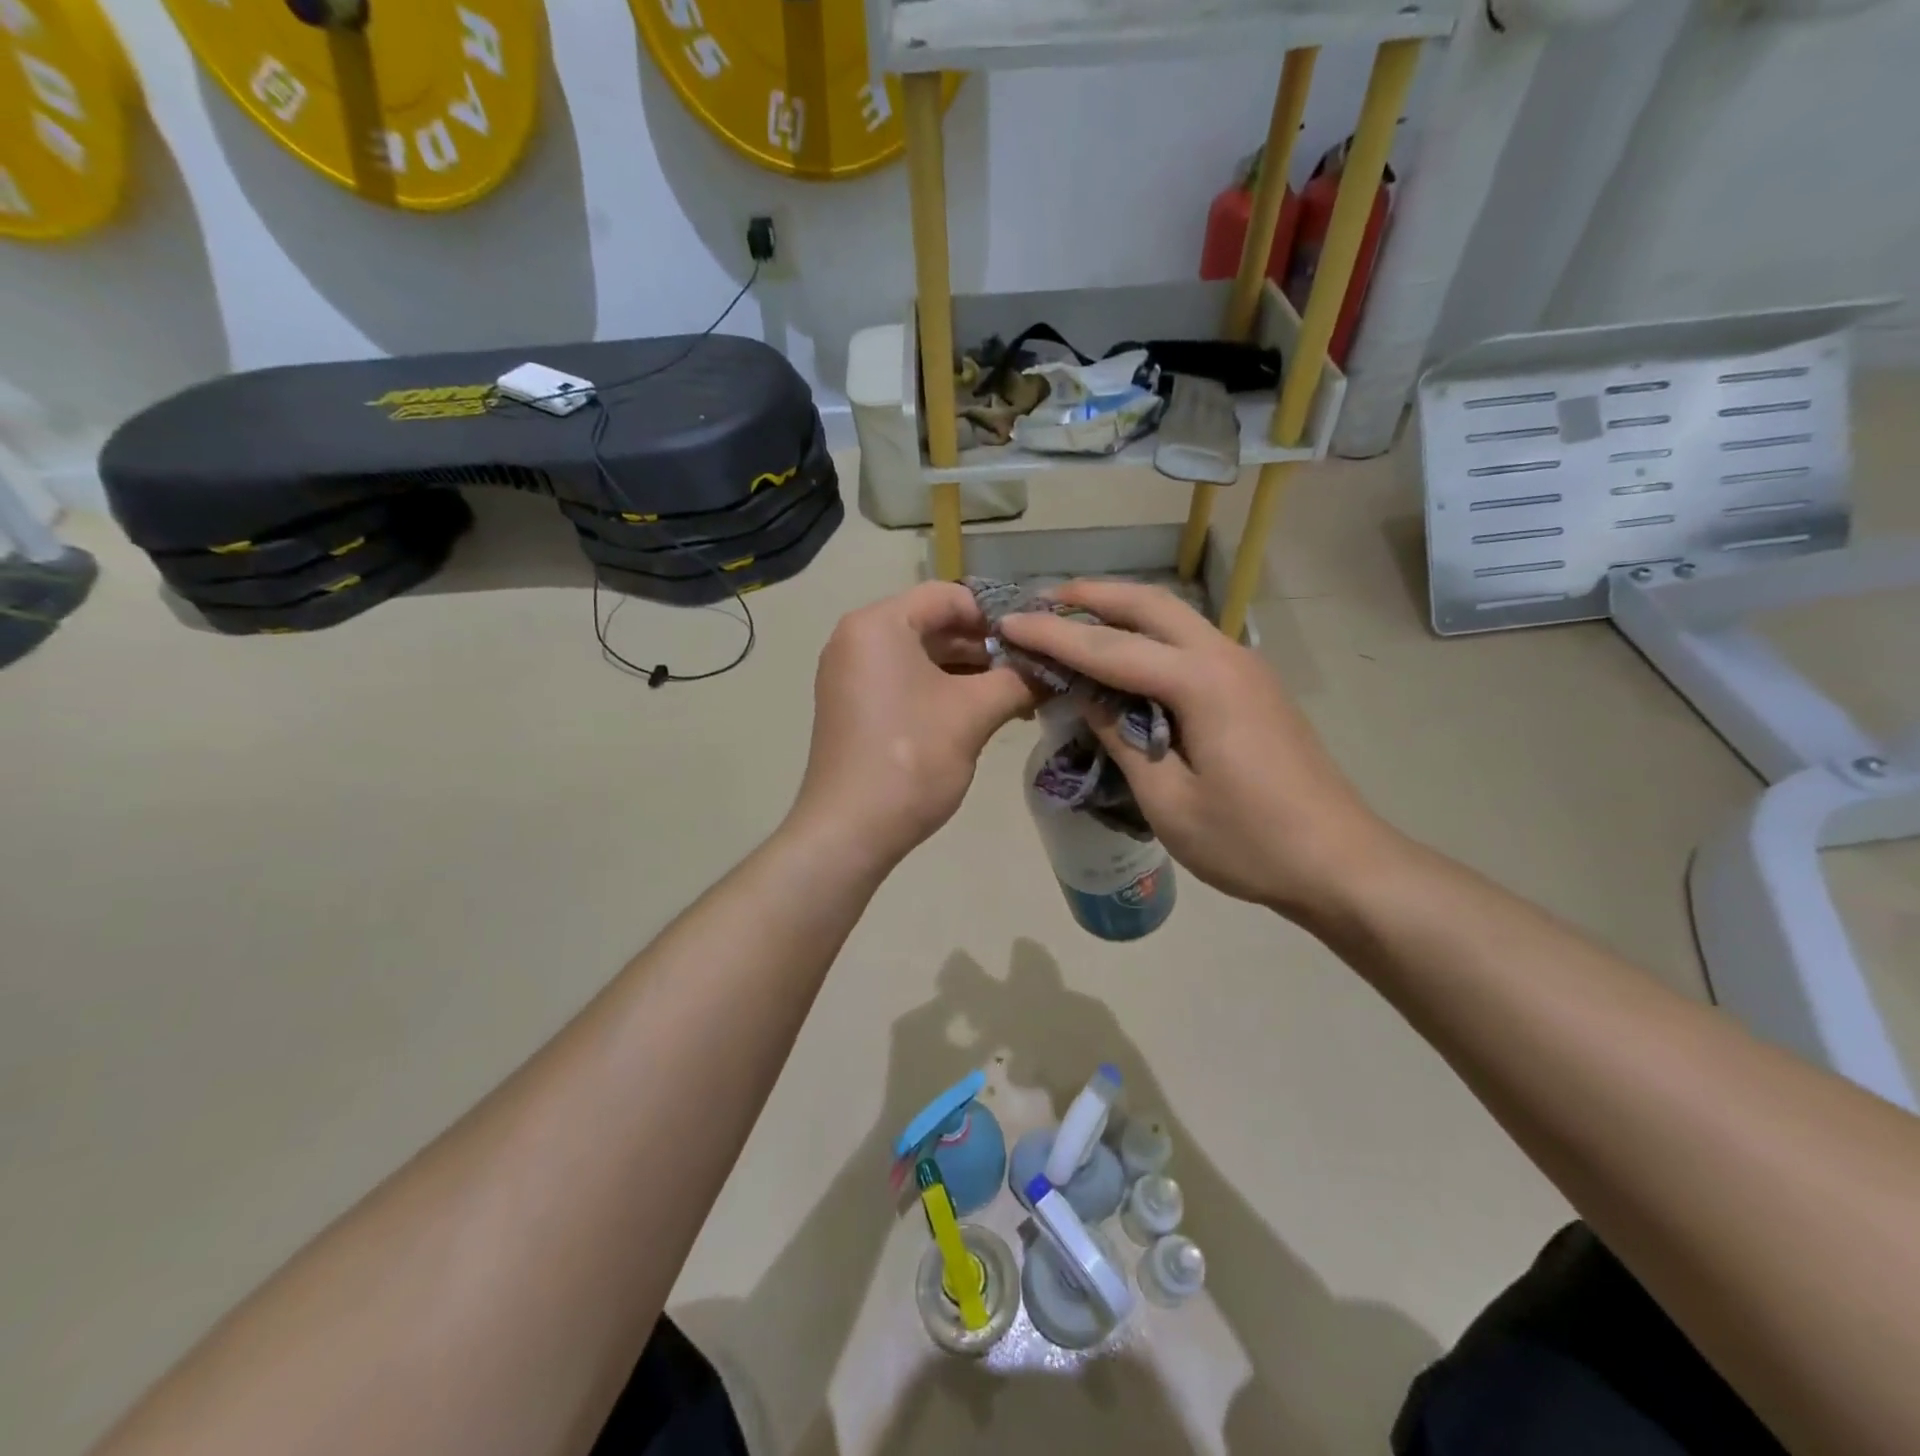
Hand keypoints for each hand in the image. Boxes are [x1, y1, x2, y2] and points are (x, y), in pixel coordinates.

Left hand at [791, 581, 1036, 870]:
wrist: (850, 830)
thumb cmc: (911, 759)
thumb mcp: (973, 714)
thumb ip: (1018, 681)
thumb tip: (1054, 669)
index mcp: (879, 624)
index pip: (949, 596)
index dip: (997, 614)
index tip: (1036, 638)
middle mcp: (858, 638)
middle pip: (935, 624)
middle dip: (987, 646)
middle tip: (1034, 668)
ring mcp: (852, 674)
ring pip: (923, 656)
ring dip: (970, 671)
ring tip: (1019, 693)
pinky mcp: (855, 705)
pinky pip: (906, 681)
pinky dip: (944, 690)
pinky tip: (984, 710)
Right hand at [997, 580, 1399, 919]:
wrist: (1340, 862)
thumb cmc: (1249, 841)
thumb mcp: (1167, 800)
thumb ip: (1121, 738)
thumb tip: (1087, 696)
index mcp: (1201, 682)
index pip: (1110, 647)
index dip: (1053, 635)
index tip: (1007, 623)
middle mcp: (1225, 657)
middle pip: (1149, 605)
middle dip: (1091, 595)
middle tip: (1040, 601)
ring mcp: (1245, 668)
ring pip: (1174, 618)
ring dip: (1121, 612)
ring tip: (1072, 620)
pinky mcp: (1252, 687)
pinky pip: (1189, 643)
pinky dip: (1147, 637)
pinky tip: (1123, 660)